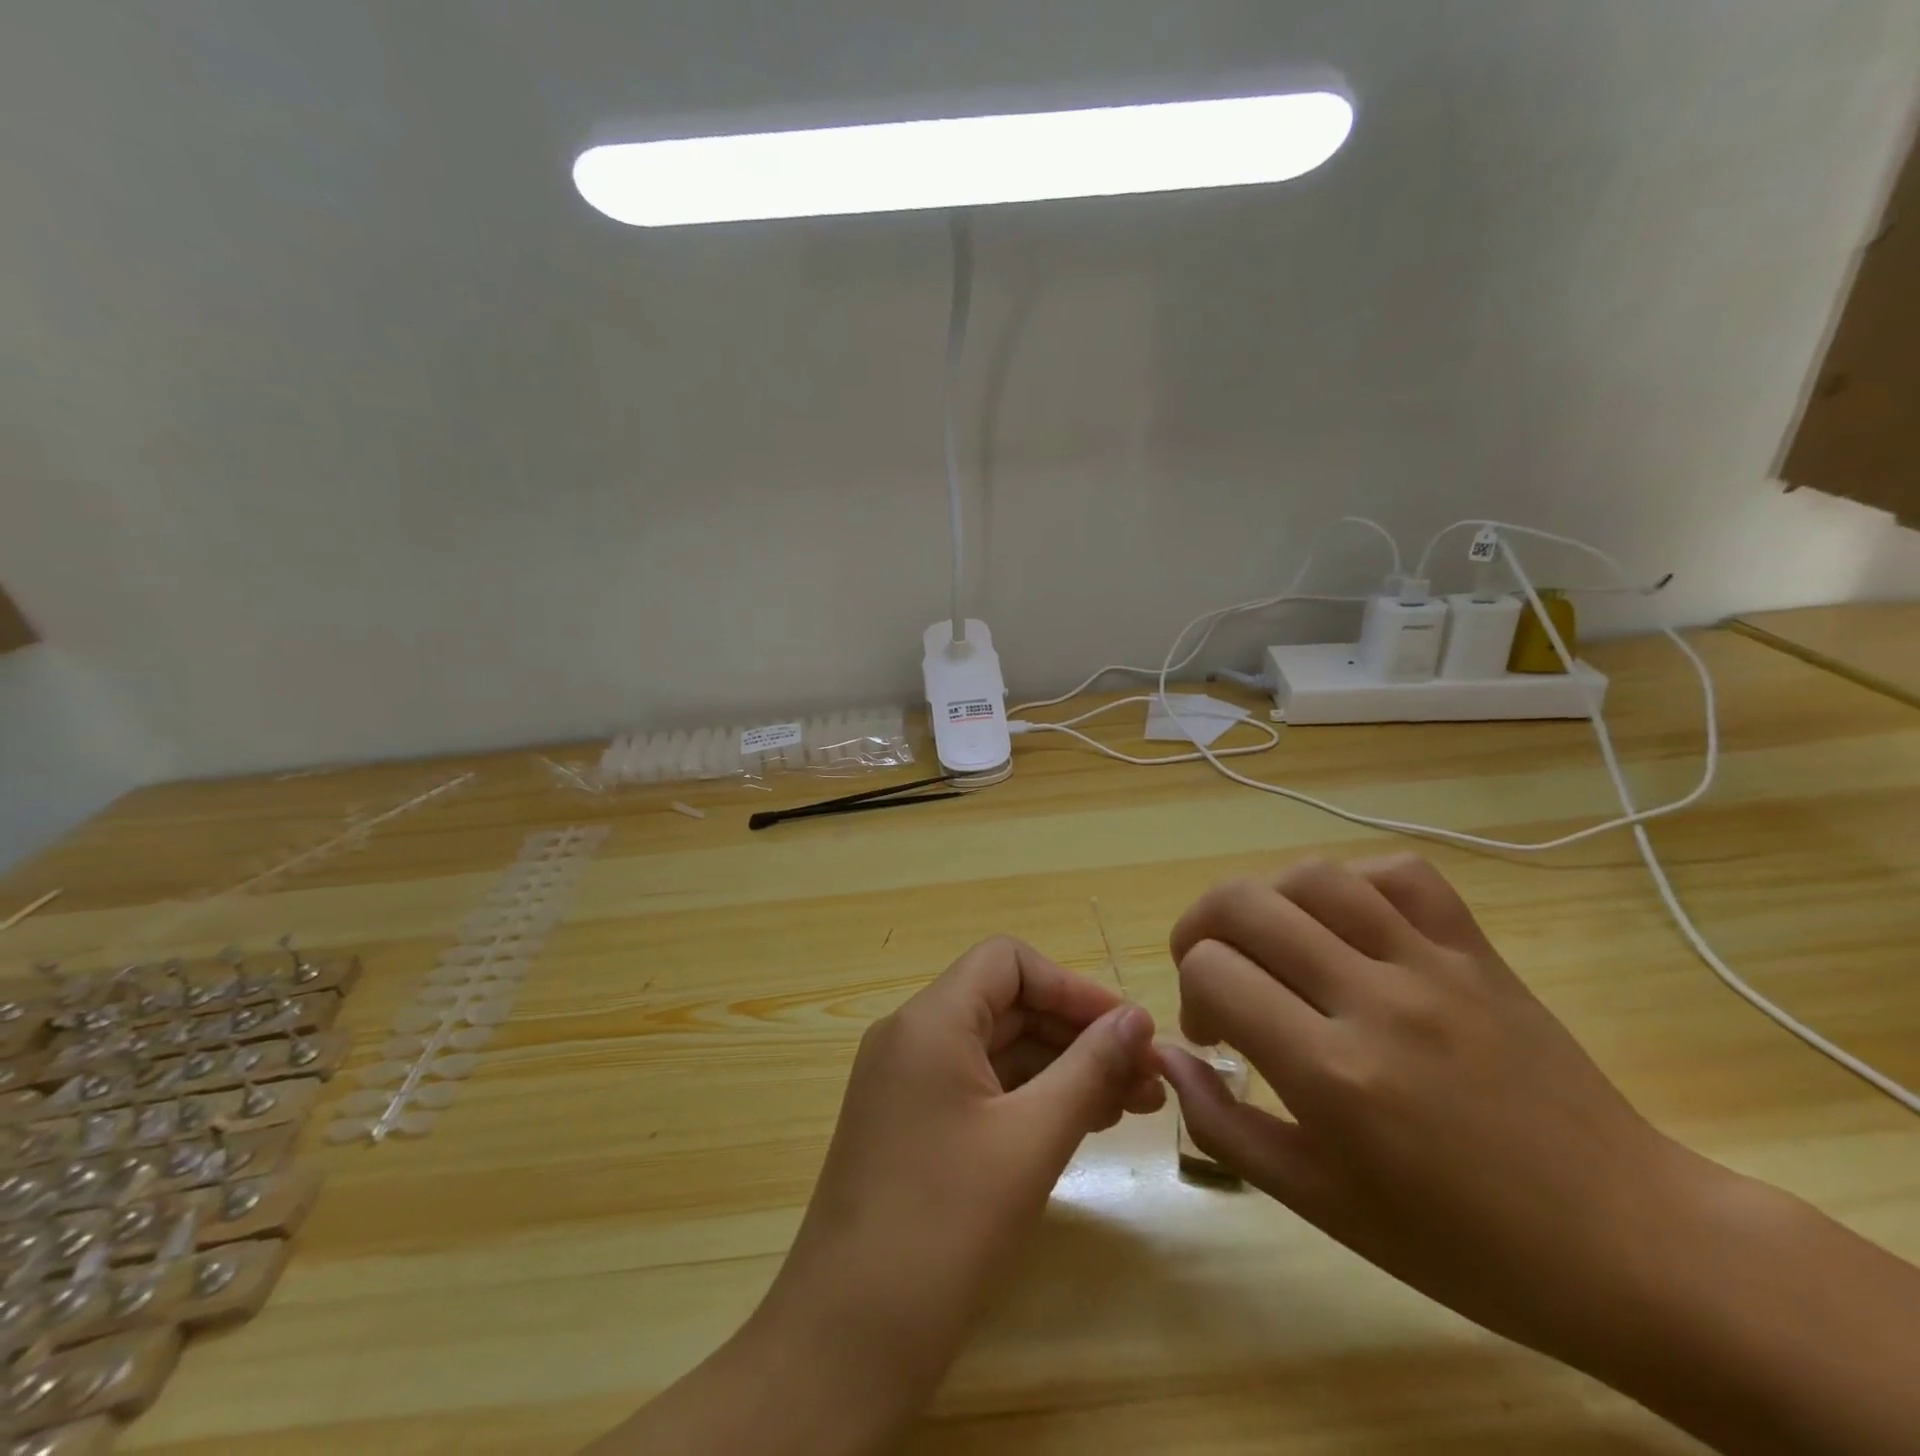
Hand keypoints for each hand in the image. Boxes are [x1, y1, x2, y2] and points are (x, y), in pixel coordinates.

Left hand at [750, 937, 1161, 1443]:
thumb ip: (1089, 1069)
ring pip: (996, 1049)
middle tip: (1145, 1078)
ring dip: (1061, 1068)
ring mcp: (906, 1082)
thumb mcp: (1031, 1141)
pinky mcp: (909, 1124)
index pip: (1007, 962)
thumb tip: (1137, 1018)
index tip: (1127, 1030)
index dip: (1071, 987)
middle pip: (1006, 1005)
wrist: (846, 1342)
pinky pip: (978, 1087)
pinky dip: (1028, 1097)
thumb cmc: (945, 1227)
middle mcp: (911, 1037)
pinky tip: (1078, 1125)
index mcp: (930, 1021)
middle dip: (1077, 1033)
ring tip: (1129, 1106)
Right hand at [1159, 855, 1720, 1370]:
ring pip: (1314, 876)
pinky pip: (1401, 874)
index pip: (1213, 973)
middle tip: (1213, 969)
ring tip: (1271, 939)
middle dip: (1201, 928)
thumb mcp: (1322, 1206)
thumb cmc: (1465, 1246)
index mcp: (1333, 1076)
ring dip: (1266, 898)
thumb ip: (1226, 1127)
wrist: (1632, 1246)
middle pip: (1244, 904)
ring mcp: (1434, 967)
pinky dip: (1352, 882)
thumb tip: (1169, 1056)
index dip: (1191, 992)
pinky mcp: (1479, 952)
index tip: (1212, 1032)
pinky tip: (1345, 920)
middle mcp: (1376, 1002)